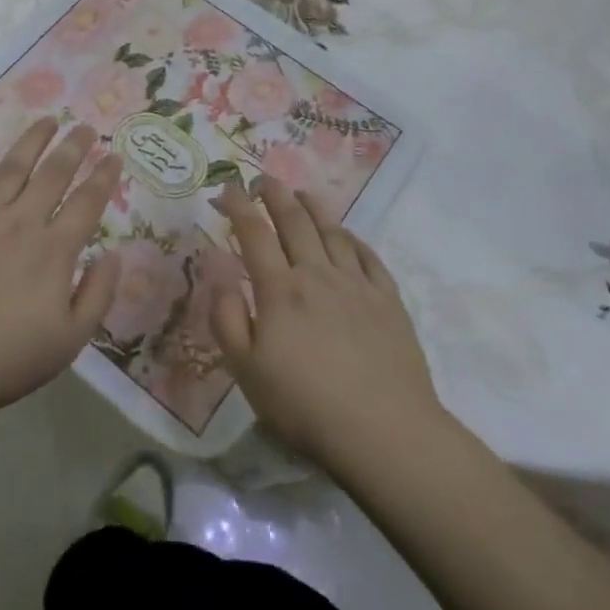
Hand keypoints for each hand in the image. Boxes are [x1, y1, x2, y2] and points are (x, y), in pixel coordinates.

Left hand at [0, 117, 122, 421]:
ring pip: (10, 169)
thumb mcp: (70, 340)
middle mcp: (19, 223)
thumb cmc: (6, 360)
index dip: (104, 176)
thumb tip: (115, 255)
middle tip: (85, 127)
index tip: (114, 154)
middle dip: (73, 147)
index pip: (87, 202)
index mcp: (53, 250)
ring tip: (46, 121)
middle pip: (52, 174)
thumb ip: (98, 294)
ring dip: (31, 142)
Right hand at [211, 178, 441, 468]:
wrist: (384, 430)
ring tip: (302, 194)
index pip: (254, 234)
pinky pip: (368, 256)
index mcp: (280, 290)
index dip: (239, 207)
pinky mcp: (388, 300)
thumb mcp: (246, 371)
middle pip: (294, 222)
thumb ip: (227, 320)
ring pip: (332, 232)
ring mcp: (357, 284)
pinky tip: (347, 235)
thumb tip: (221, 278)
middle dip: (276, 195)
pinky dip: (353, 238)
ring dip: (314, 208)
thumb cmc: (305, 404)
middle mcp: (317, 275)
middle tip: (264, 179)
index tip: (228, 189)